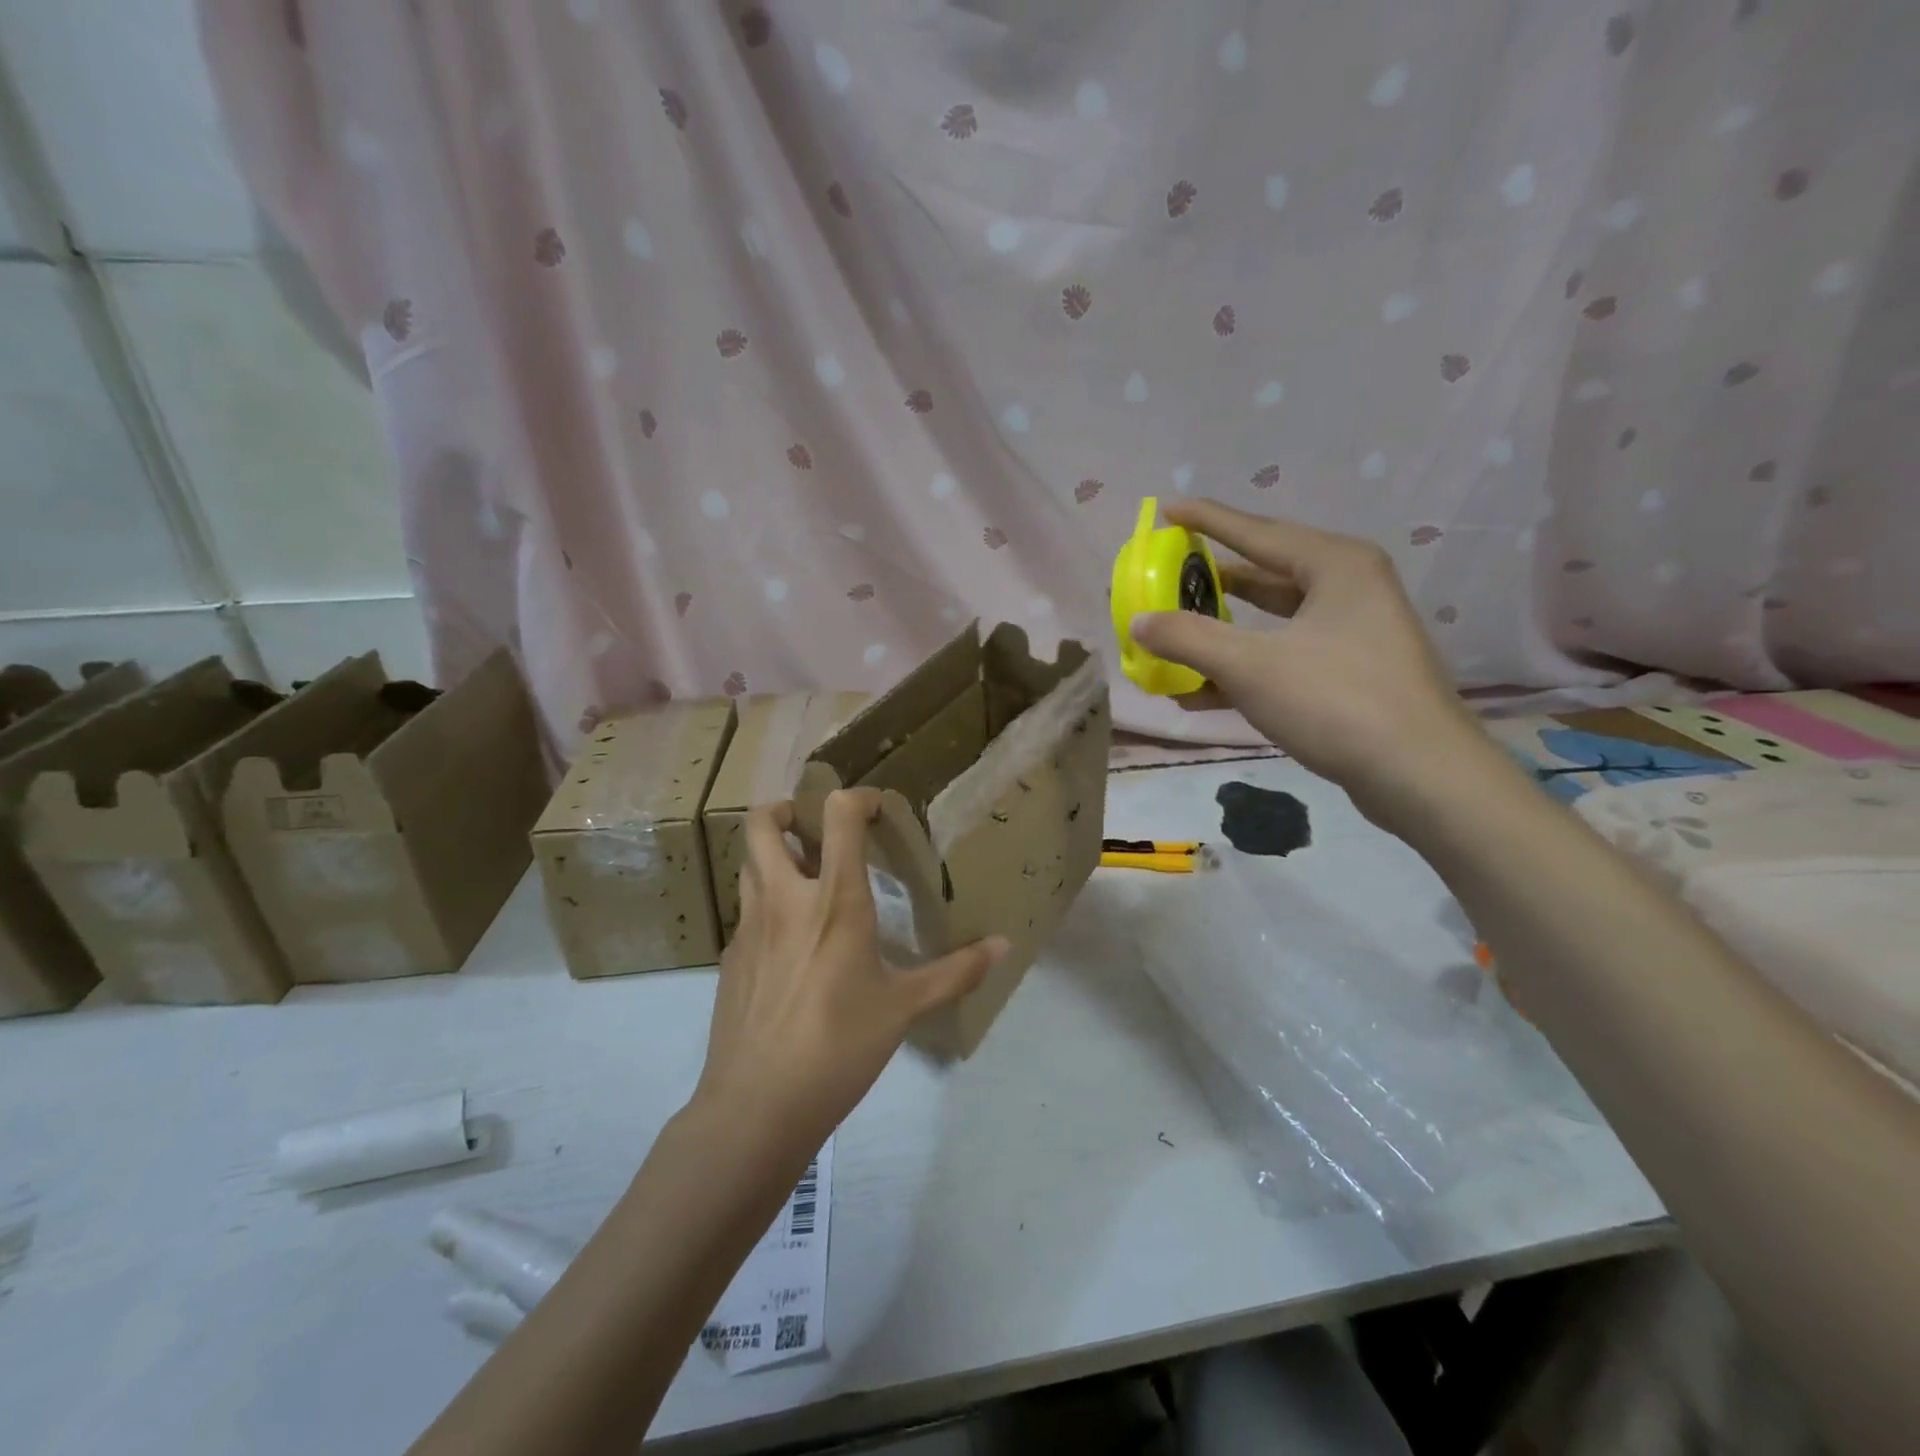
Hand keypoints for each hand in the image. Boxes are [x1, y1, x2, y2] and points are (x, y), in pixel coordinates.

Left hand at [692, 790, 1006, 1148]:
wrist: (756, 1106)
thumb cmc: (839, 1047)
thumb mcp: (905, 1008)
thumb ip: (956, 971)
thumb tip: (1004, 945)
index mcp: (833, 900)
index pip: (836, 815)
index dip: (857, 799)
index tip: (877, 810)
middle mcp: (784, 899)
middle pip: (763, 823)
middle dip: (787, 810)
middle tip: (816, 828)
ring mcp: (748, 927)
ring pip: (749, 863)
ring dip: (773, 854)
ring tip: (806, 877)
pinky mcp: (730, 957)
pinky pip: (747, 910)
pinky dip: (768, 903)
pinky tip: (792, 944)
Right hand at [1131, 500, 1485, 823]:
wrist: (1419, 775)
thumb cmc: (1335, 700)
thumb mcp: (1250, 666)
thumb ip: (1187, 639)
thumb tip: (1138, 621)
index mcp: (1335, 564)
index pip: (1257, 532)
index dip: (1208, 520)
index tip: (1167, 510)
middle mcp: (1348, 588)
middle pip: (1265, 574)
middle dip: (1212, 581)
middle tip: (1168, 577)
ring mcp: (1353, 633)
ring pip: (1273, 622)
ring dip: (1223, 633)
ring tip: (1174, 635)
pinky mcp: (1351, 674)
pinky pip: (1285, 656)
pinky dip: (1245, 668)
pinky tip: (1200, 691)